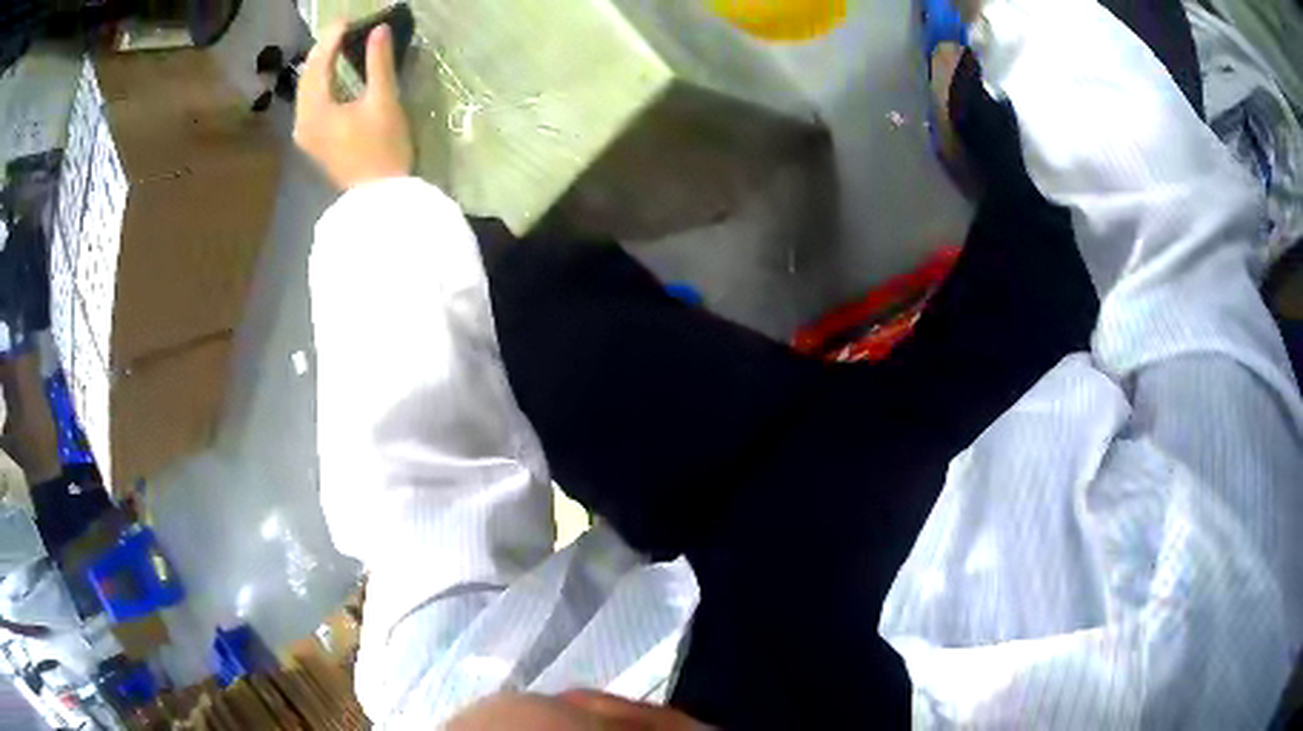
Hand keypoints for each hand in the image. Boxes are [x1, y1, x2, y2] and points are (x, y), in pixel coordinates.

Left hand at [293, 22, 414, 189]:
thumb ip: (379, 62)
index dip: (331, 39)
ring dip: (320, 67)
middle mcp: (302, 121)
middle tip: (340, 30)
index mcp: (316, 110)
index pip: (319, 64)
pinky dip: (320, 84)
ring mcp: (305, 133)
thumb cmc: (382, 148)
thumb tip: (379, 29)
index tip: (347, 19)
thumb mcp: (384, 100)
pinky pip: (310, 103)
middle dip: (322, 51)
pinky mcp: (313, 141)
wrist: (378, 196)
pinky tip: (331, 76)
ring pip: (306, 91)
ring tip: (335, 47)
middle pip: (307, 77)